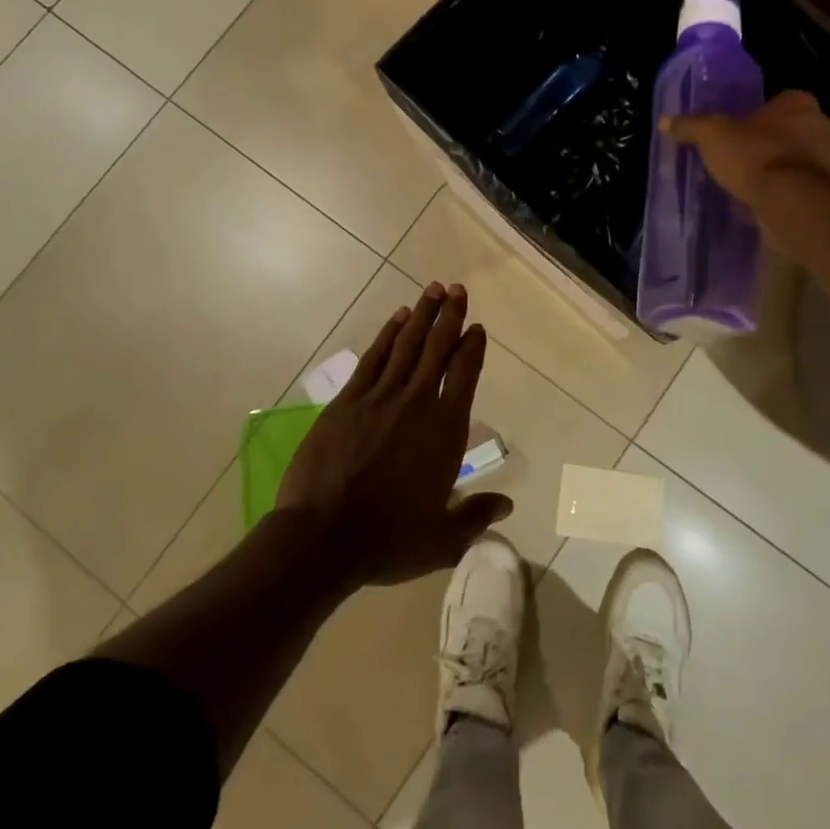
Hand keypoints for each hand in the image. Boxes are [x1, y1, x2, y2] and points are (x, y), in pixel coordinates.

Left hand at [275, 282, 511, 586]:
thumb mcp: (443, 539)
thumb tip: (506, 506)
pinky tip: (397, 319)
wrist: (323, 538)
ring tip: (434, 290)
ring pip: (406, 345)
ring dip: (422, 315)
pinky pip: (373, 358)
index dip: (473, 348)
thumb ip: (476, 516)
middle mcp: (417, 402)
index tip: (477, 329)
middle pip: (437, 348)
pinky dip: (387, 335)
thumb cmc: (389, 540)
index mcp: (445, 430)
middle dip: (450, 316)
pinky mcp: (347, 401)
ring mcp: (379, 398)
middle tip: (458, 289)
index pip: (465, 375)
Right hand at [663, 90, 829, 205]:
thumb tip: (665, 121)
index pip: (780, 103)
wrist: (792, 201)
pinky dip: (793, 194)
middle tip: (748, 161)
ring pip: (805, 160)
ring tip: (757, 188)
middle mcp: (824, 125)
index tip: (741, 135)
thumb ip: (691, 126)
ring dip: (787, 171)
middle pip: (796, 131)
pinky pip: (808, 188)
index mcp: (799, 103)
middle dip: (776, 144)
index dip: (759, 118)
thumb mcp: (712, 136)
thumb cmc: (754, 156)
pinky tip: (771, 205)